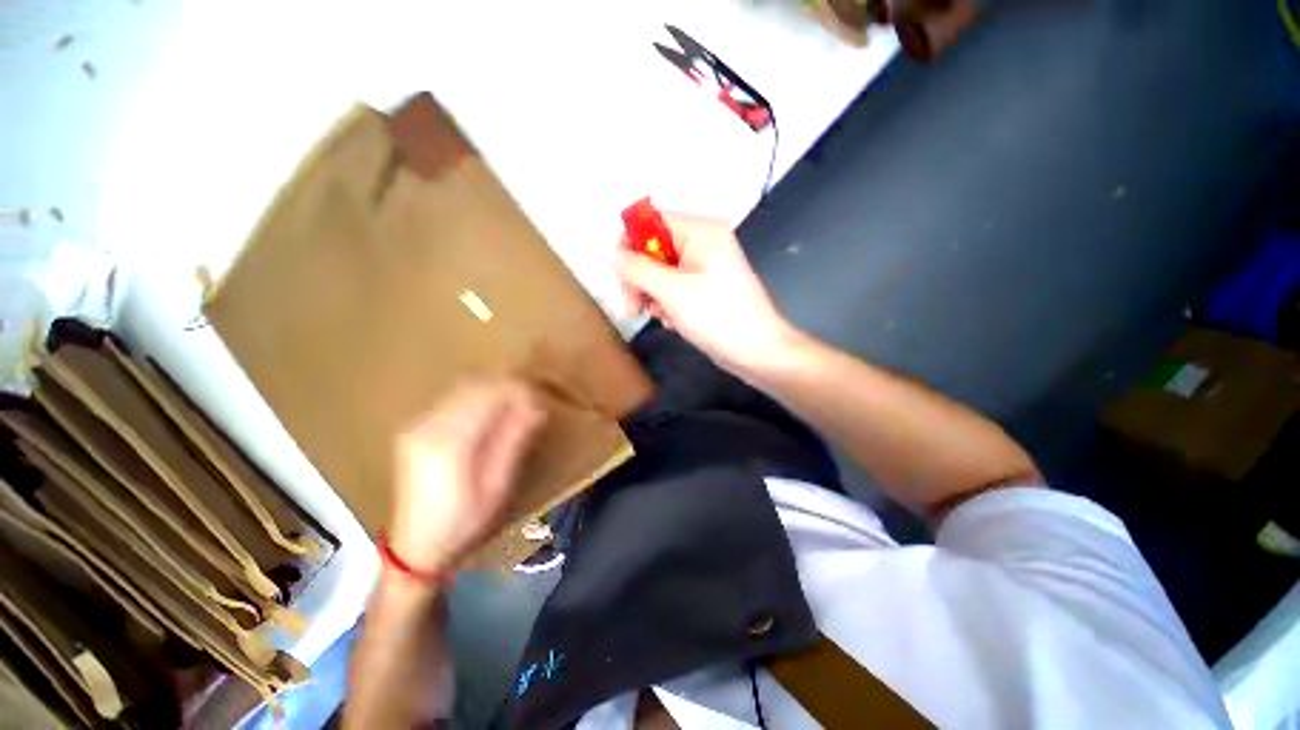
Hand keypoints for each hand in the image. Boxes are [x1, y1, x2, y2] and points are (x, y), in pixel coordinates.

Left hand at [387, 378, 545, 577]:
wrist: (415, 548)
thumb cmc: (463, 523)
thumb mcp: (497, 487)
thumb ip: (514, 441)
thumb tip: (537, 407)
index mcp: (449, 443)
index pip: (490, 394)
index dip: (520, 392)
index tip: (540, 404)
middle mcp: (428, 425)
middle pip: (476, 384)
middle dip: (510, 387)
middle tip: (533, 403)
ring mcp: (418, 424)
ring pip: (465, 386)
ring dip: (496, 390)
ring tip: (518, 406)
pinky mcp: (417, 427)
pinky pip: (455, 397)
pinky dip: (481, 397)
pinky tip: (494, 412)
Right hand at [614, 212, 795, 373]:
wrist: (757, 352)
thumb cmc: (717, 316)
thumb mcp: (672, 291)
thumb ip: (636, 269)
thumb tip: (609, 252)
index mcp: (700, 231)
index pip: (651, 221)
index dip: (629, 244)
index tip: (618, 275)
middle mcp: (702, 243)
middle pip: (653, 249)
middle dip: (639, 279)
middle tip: (632, 306)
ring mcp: (703, 267)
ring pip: (660, 273)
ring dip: (652, 296)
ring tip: (660, 316)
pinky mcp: (704, 289)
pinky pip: (673, 289)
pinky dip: (667, 305)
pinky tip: (673, 321)